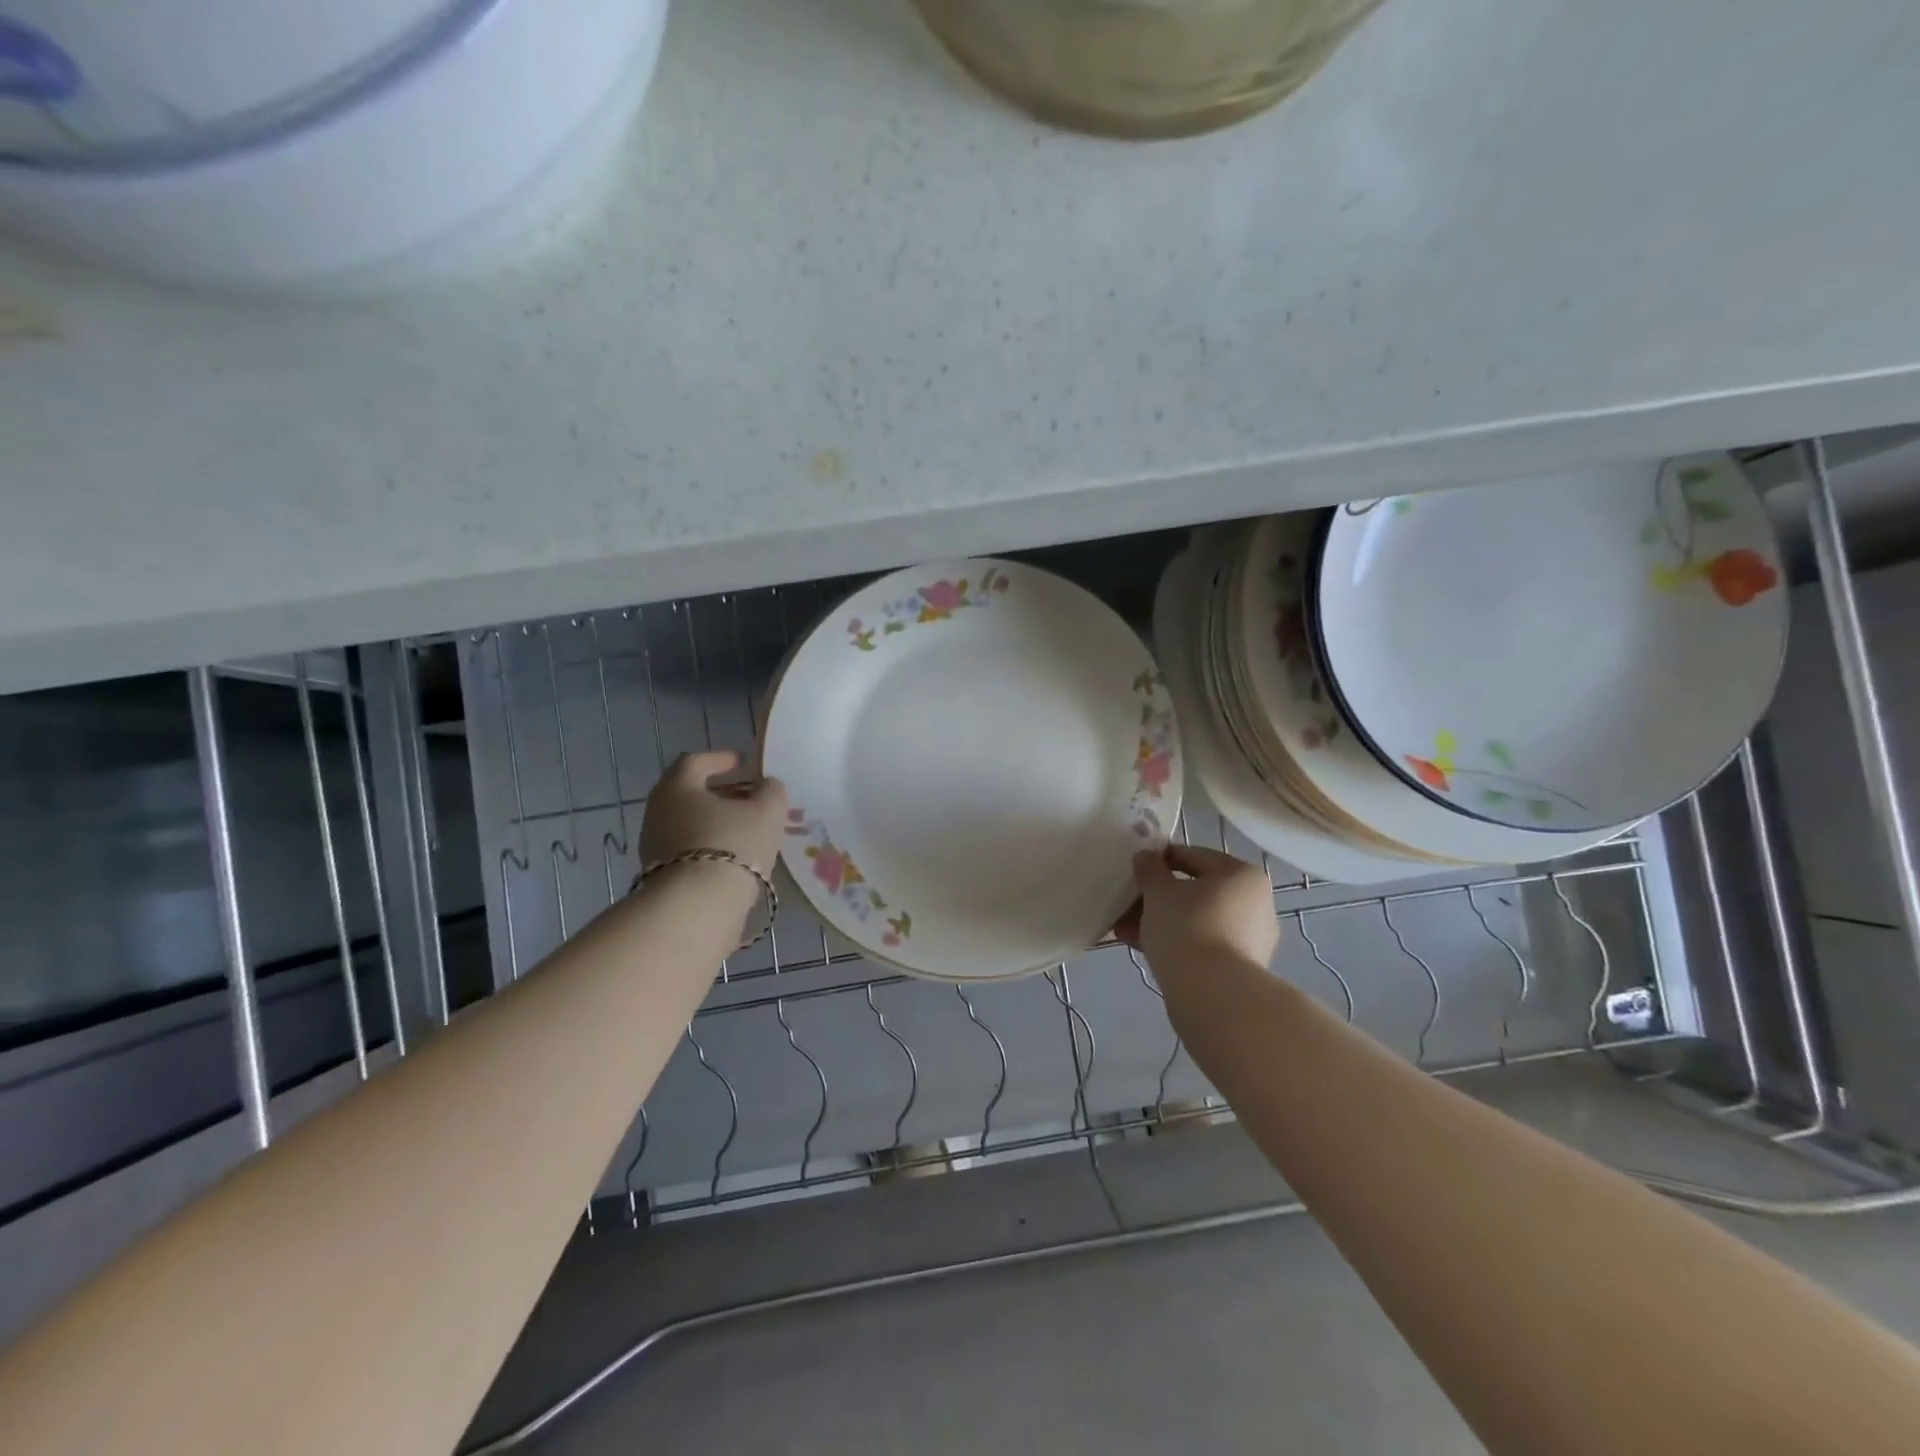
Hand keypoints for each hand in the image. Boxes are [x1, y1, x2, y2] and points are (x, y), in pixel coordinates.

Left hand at [639, 751, 786, 875]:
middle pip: (689, 794)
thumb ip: (771, 792)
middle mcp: (657, 812)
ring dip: (715, 823)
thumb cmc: (732, 845)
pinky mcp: (660, 877)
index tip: (739, 762)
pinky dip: (710, 847)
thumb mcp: (766, 812)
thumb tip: (767, 786)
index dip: (719, 759)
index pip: (694, 762)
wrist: (697, 908)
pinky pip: (688, 852)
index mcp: (678, 787)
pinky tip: (734, 858)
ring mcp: (654, 847)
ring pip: (688, 824)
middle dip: (720, 794)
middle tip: (747, 798)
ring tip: (746, 831)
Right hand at [1115, 845, 1278, 971]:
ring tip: (1125, 930)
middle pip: (1195, 892)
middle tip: (1126, 903)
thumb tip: (1147, 857)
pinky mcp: (1239, 968)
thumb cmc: (1187, 927)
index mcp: (1241, 875)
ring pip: (1195, 920)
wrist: (1213, 995)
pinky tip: (1140, 947)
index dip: (1160, 859)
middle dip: (1156, 897)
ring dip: (1159, 921)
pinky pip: (1201, 944)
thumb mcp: (1158, 891)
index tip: (1134, 868)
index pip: (1194, 856)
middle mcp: (1254, 903)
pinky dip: (1174, 942)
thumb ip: (1150, 869)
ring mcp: (1250, 939)